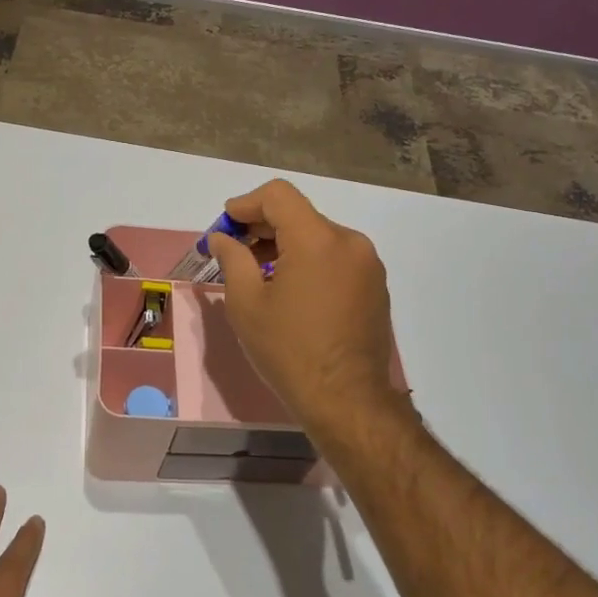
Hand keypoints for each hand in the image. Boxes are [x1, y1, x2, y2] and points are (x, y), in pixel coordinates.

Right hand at [207, 179, 406, 444]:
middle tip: (234, 250)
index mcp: (317, 240)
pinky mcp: (375, 286)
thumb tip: (221, 237)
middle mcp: (349, 242)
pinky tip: (292, 291)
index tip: (225, 225)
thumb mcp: (246, 304)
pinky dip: (310, 262)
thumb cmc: (289, 351)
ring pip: (318, 236)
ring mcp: (367, 264)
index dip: (246, 204)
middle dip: (263, 226)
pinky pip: (336, 258)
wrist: (347, 400)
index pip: (278, 196)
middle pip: (299, 215)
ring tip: (260, 274)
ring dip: (286, 245)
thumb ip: (232, 259)